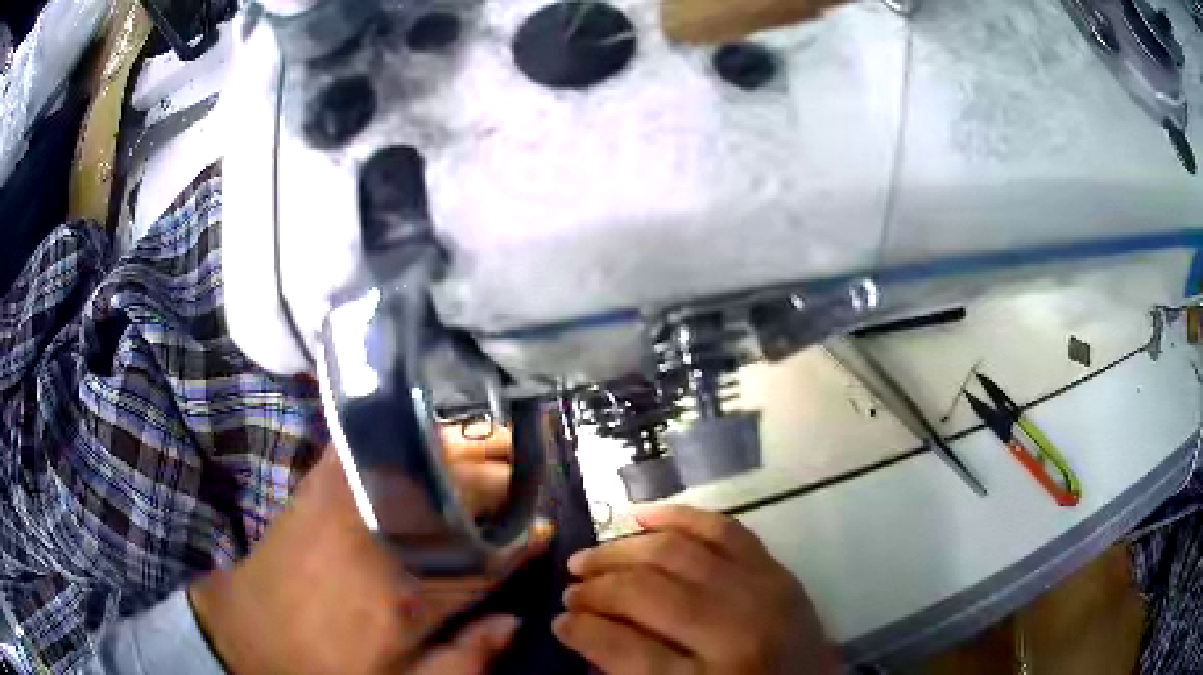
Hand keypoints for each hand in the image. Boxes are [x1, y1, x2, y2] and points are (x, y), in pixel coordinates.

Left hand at [190, 437, 549, 674]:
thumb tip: (517, 621)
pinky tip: (431, 435)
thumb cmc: (326, 665)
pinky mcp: (321, 478)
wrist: (248, 632)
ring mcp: (348, 493)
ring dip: (468, 447)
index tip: (544, 523)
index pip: (486, 550)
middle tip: (529, 476)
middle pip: (461, 489)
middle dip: (504, 480)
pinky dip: (412, 432)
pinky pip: (375, 439)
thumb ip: (467, 660)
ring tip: (497, 444)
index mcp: (410, 588)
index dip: (522, 535)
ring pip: (425, 454)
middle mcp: (384, 528)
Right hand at [554, 505, 836, 674]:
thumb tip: (582, 632)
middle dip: (597, 589)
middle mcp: (736, 632)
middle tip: (571, 590)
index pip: (625, 649)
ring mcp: (763, 592)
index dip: (582, 632)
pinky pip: (724, 528)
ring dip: (623, 551)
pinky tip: (642, 517)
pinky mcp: (777, 569)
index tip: (558, 623)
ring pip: (677, 552)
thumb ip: (629, 672)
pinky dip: (679, 517)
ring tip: (590, 559)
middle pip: (648, 594)